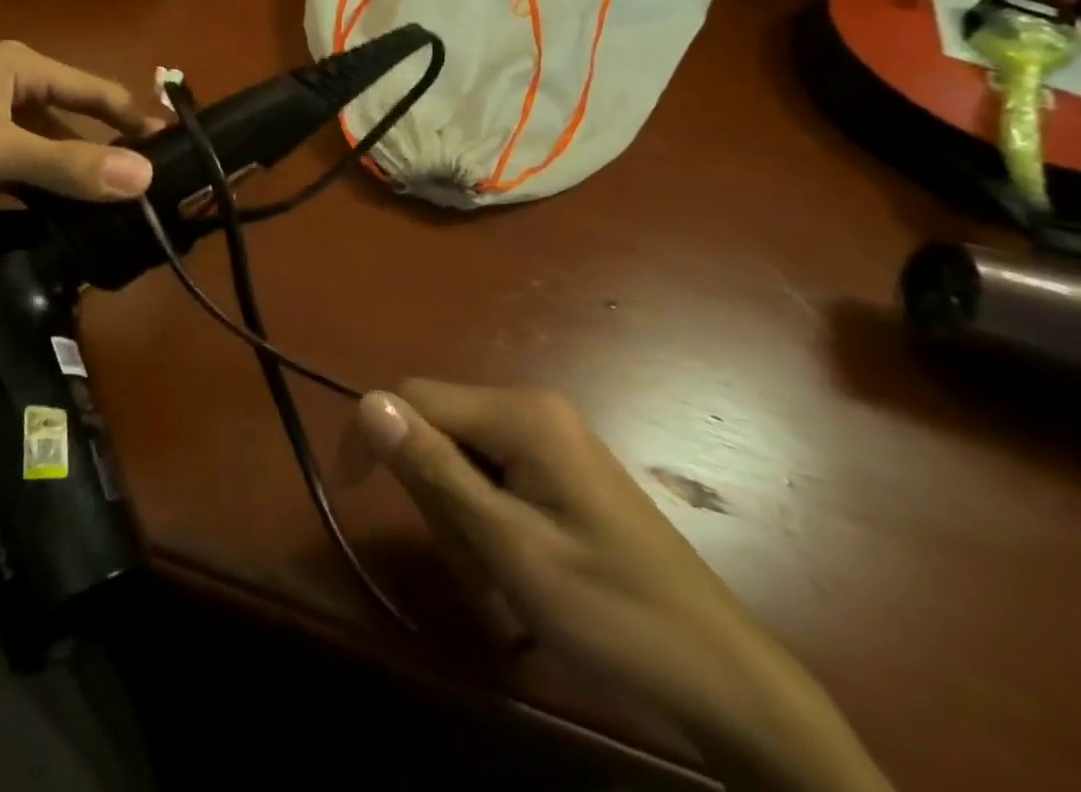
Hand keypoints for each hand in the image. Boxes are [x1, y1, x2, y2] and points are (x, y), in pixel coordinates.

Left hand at [0, 40, 161, 241]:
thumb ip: (67, 163)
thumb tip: (145, 177)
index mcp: (19, 66)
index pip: (95, 91)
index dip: (134, 120)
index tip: (174, 153)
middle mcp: (9, 88)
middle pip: (75, 122)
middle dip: (108, 154)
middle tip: (150, 193)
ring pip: (51, 151)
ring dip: (78, 178)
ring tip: (119, 212)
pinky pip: (26, 174)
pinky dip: (47, 193)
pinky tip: (70, 219)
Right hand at [357, 383, 891, 791]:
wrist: (726, 684)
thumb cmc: (612, 614)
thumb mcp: (510, 548)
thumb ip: (435, 469)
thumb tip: (367, 402)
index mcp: (520, 414)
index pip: (414, 397)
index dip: (375, 437)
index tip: (354, 491)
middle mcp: (532, 409)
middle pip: (438, 427)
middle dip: (435, 493)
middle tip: (472, 562)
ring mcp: (550, 438)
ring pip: (461, 456)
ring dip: (461, 517)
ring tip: (500, 577)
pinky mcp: (560, 468)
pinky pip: (493, 475)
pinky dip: (487, 520)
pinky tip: (517, 567)